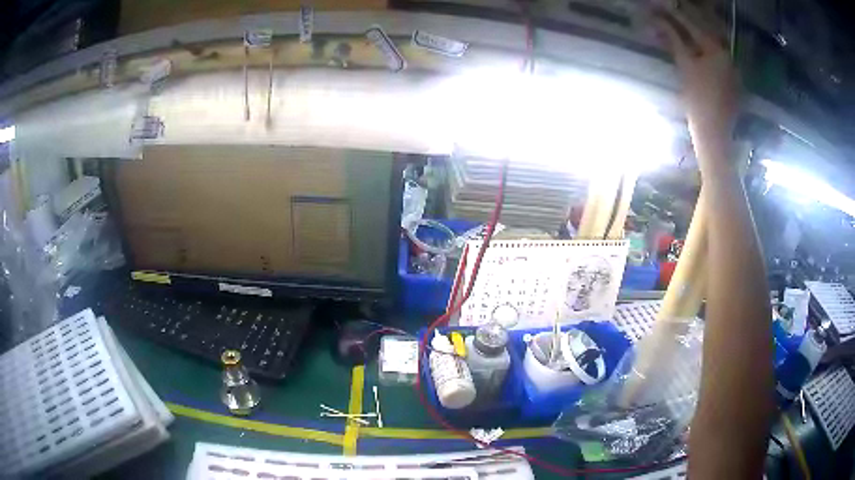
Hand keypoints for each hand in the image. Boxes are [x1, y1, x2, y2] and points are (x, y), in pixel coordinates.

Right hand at [655, 8, 738, 155]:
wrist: (714, 134)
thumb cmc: (699, 102)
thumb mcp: (685, 67)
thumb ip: (674, 40)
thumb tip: (659, 21)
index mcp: (717, 50)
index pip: (694, 24)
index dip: (676, 14)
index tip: (662, 6)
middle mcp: (728, 54)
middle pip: (709, 27)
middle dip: (691, 15)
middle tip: (675, 8)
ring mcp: (732, 66)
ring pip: (716, 39)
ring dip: (700, 28)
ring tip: (685, 21)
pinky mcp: (732, 77)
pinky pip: (719, 52)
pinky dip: (707, 43)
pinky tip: (698, 41)